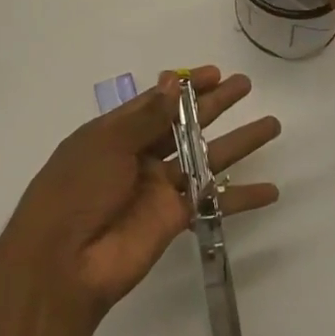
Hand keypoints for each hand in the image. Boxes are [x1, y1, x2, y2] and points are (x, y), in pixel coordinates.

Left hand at [0, 68, 279, 322]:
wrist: (63, 262)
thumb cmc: (76, 190)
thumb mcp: (106, 143)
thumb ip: (146, 117)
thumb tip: (174, 83)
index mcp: (117, 131)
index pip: (158, 101)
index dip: (186, 87)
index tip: (215, 73)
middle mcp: (140, 155)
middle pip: (187, 123)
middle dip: (216, 104)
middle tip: (245, 85)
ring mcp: (158, 188)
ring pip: (207, 157)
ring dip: (239, 143)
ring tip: (271, 125)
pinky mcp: (174, 218)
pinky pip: (213, 202)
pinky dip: (241, 197)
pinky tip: (270, 190)